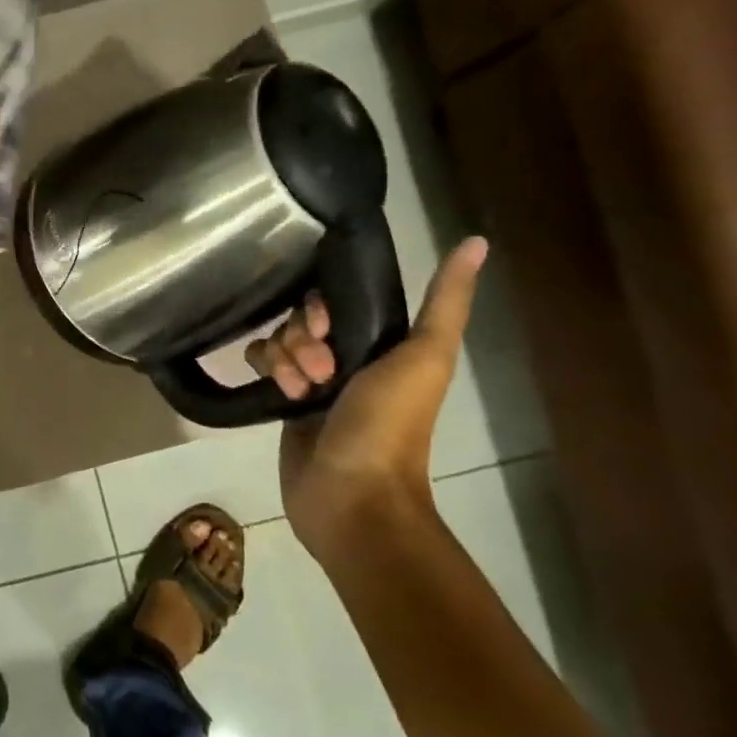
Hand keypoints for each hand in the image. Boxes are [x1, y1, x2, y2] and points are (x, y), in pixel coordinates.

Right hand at [245, 237, 487, 543]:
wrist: (351, 495)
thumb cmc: (388, 425)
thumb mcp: (423, 357)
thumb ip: (445, 301)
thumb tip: (476, 241)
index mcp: (383, 345)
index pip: (338, 300)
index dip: (323, 307)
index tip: (325, 327)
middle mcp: (347, 358)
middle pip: (304, 317)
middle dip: (302, 337)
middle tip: (320, 372)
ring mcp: (313, 381)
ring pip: (280, 338)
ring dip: (283, 357)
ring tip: (299, 391)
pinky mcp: (283, 403)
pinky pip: (261, 363)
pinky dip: (263, 369)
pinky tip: (277, 392)